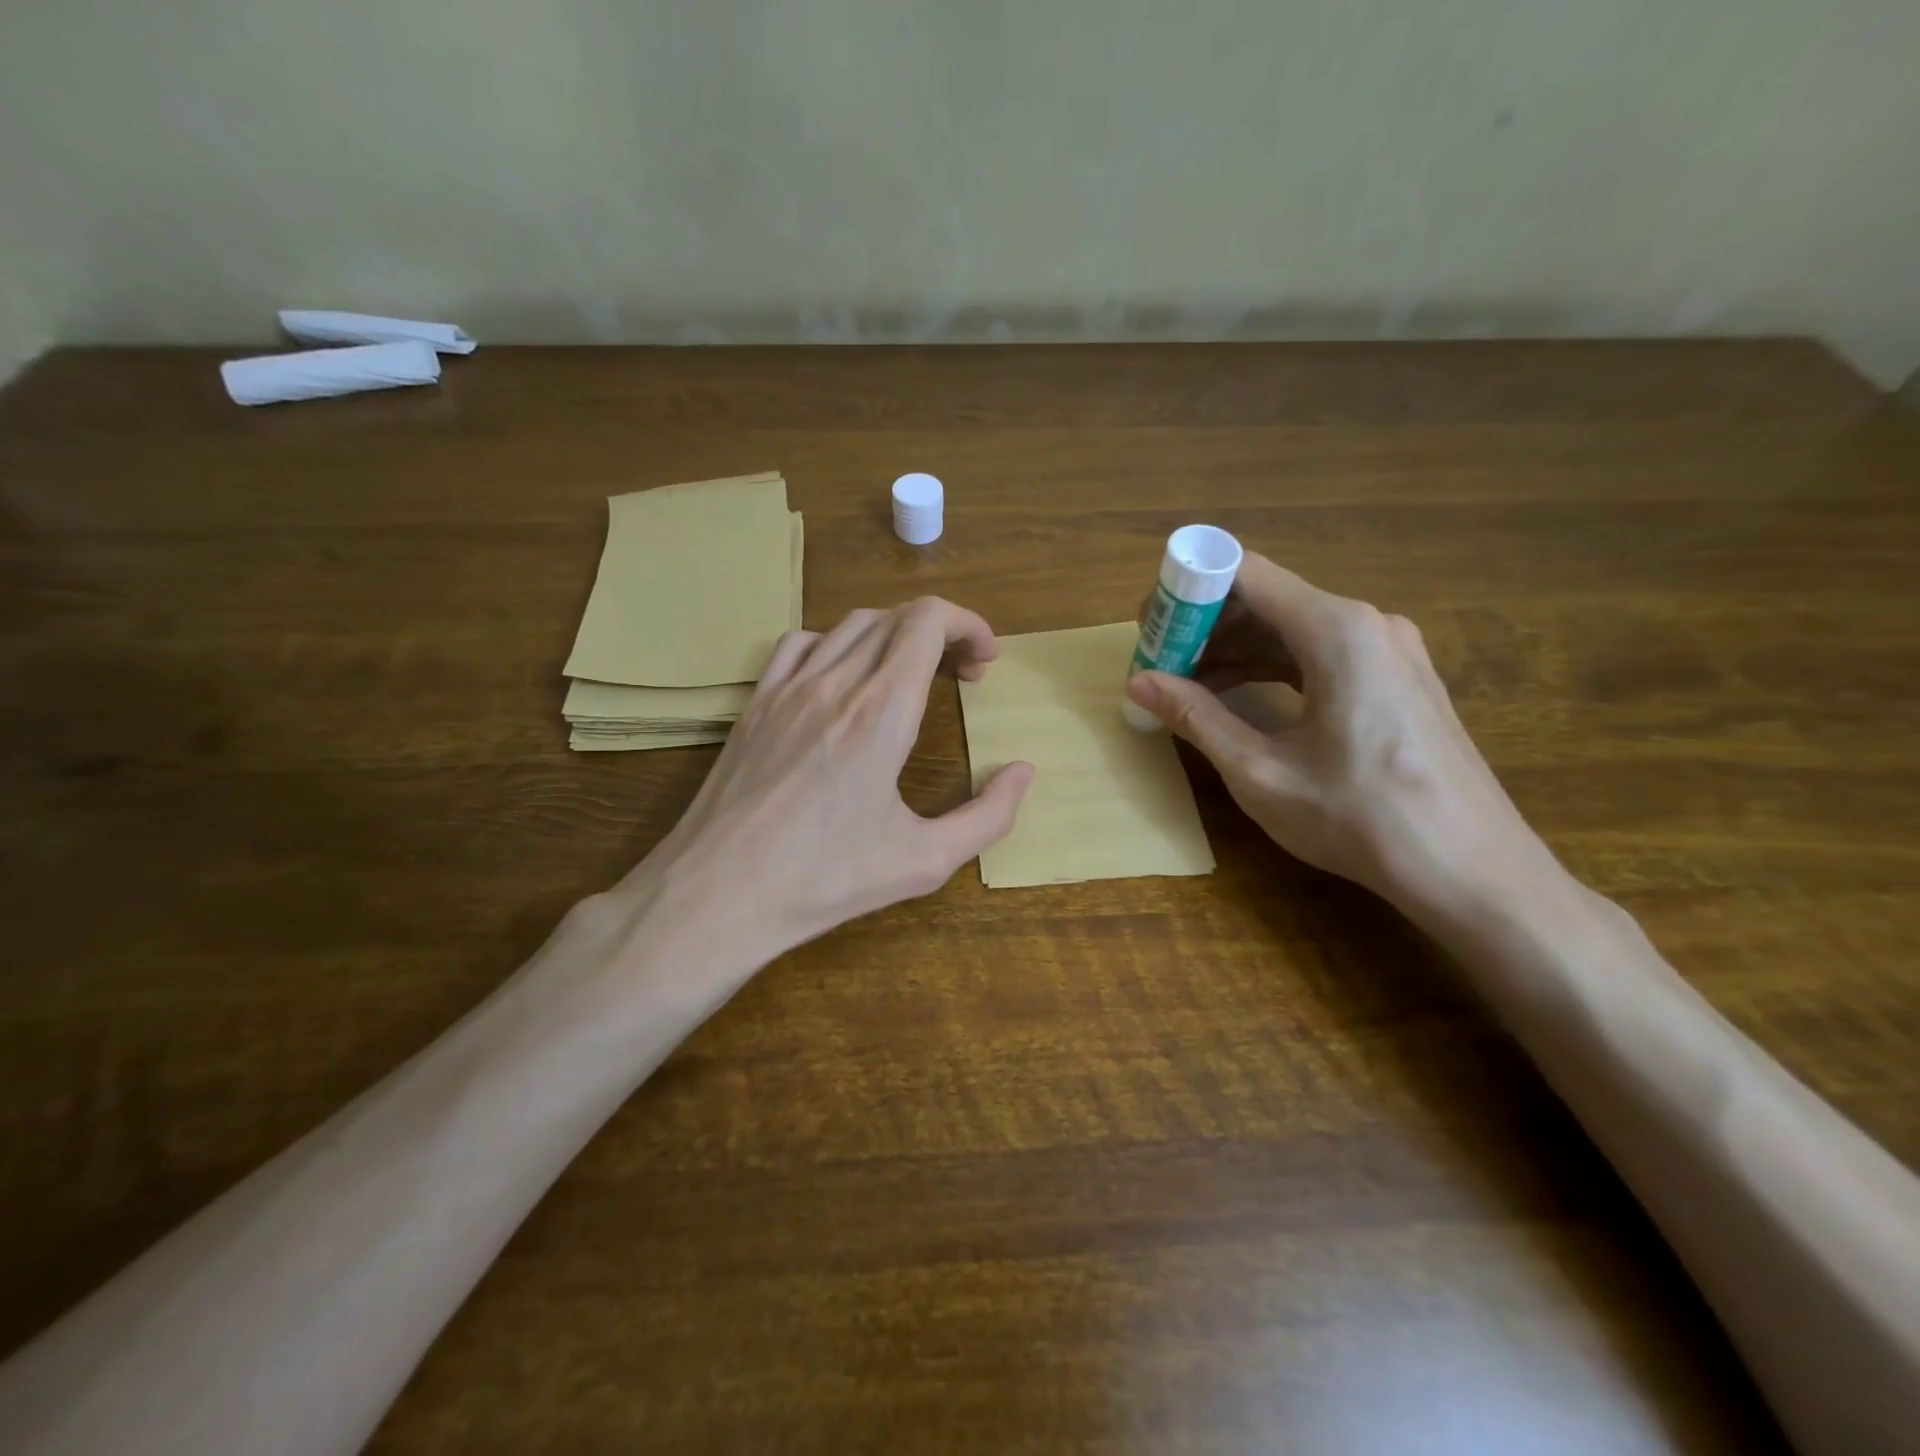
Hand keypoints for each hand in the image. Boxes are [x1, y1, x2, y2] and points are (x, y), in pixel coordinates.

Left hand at [623, 598, 1034, 967]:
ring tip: (910, 676)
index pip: (929, 620)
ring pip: (850, 624)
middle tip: (960, 677)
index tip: (985, 664)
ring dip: (893, 636)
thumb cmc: (825, 881)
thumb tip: (1023, 772)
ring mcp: (787, 687)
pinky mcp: (755, 703)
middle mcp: (835, 682)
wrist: (716, 895)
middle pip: (897, 616)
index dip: (969, 626)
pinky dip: (837, 644)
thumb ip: (988, 816)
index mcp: (882, 711)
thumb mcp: (924, 861)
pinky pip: (801, 643)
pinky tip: (843, 680)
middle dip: (942, 633)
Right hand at [1124, 554, 1555, 922]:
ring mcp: (1390, 650)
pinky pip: (1321, 653)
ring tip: (1188, 686)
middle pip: (1269, 599)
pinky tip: (1240, 698)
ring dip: (1236, 650)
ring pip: (1294, 628)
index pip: (1245, 574)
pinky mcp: (1399, 679)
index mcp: (1337, 631)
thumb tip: (1137, 682)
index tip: (1150, 626)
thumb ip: (1196, 717)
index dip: (1188, 592)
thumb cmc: (1360, 817)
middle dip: (1206, 627)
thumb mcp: (1261, 771)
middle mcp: (1368, 624)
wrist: (1472, 870)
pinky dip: (1273, 667)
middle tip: (1159, 664)